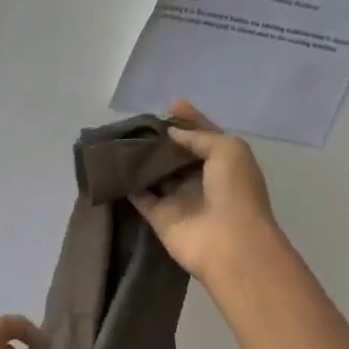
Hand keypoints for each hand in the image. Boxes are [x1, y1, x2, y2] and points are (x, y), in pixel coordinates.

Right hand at [131, 99, 287, 284]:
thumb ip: (198, 136)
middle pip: (176, 153)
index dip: (189, 119)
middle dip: (160, 138)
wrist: (230, 244)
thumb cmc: (235, 192)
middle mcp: (200, 178)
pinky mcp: (159, 216)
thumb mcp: (228, 149)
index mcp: (223, 161)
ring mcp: (178, 198)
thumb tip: (169, 133)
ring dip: (141, 158)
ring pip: (155, 173)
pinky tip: (112, 167)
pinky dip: (127, 184)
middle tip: (137, 123)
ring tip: (120, 138)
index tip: (169, 104)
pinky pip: (139, 196)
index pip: (203, 135)